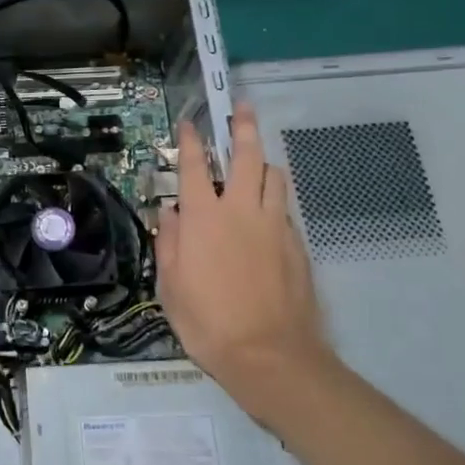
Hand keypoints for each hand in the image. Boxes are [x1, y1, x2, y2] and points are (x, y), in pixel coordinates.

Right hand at [156, 103, 337, 427]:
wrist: (270, 356)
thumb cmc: (208, 323)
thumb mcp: (170, 287)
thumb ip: (168, 243)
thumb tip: (169, 212)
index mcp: (203, 218)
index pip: (195, 166)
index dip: (191, 140)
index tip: (190, 123)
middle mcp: (240, 210)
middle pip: (247, 155)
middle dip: (243, 126)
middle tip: (242, 108)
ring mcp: (274, 225)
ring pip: (274, 176)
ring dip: (262, 162)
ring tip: (256, 161)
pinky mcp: (297, 244)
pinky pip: (284, 208)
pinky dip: (273, 199)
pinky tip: (268, 212)